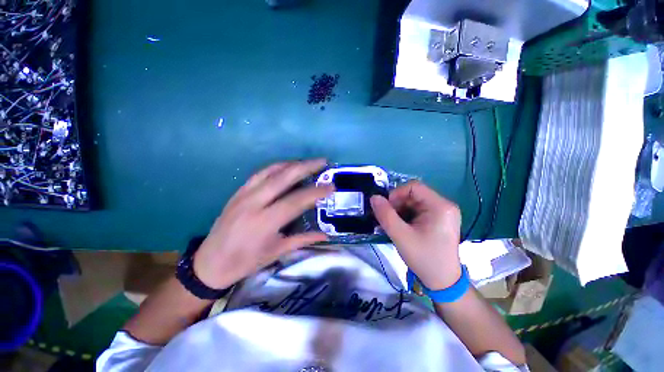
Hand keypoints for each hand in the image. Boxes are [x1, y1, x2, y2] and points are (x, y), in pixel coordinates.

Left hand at [193, 159, 333, 288]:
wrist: (209, 263)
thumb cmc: (245, 262)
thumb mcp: (276, 252)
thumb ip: (302, 240)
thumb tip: (326, 235)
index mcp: (265, 222)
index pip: (296, 201)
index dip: (316, 192)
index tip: (331, 186)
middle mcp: (254, 203)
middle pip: (284, 177)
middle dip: (306, 167)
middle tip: (323, 161)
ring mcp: (244, 194)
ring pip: (271, 171)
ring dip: (292, 163)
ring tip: (308, 162)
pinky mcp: (238, 191)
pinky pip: (260, 173)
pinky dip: (276, 167)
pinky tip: (287, 166)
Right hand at [370, 181, 461, 289]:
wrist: (443, 282)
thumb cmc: (424, 258)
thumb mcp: (401, 236)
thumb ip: (385, 215)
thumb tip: (374, 197)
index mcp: (440, 206)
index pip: (414, 187)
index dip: (396, 194)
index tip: (386, 208)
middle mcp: (444, 205)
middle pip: (414, 194)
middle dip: (397, 204)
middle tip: (388, 219)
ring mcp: (443, 212)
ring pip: (414, 202)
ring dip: (400, 210)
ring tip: (394, 224)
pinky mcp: (439, 219)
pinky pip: (418, 210)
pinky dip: (406, 215)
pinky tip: (402, 227)